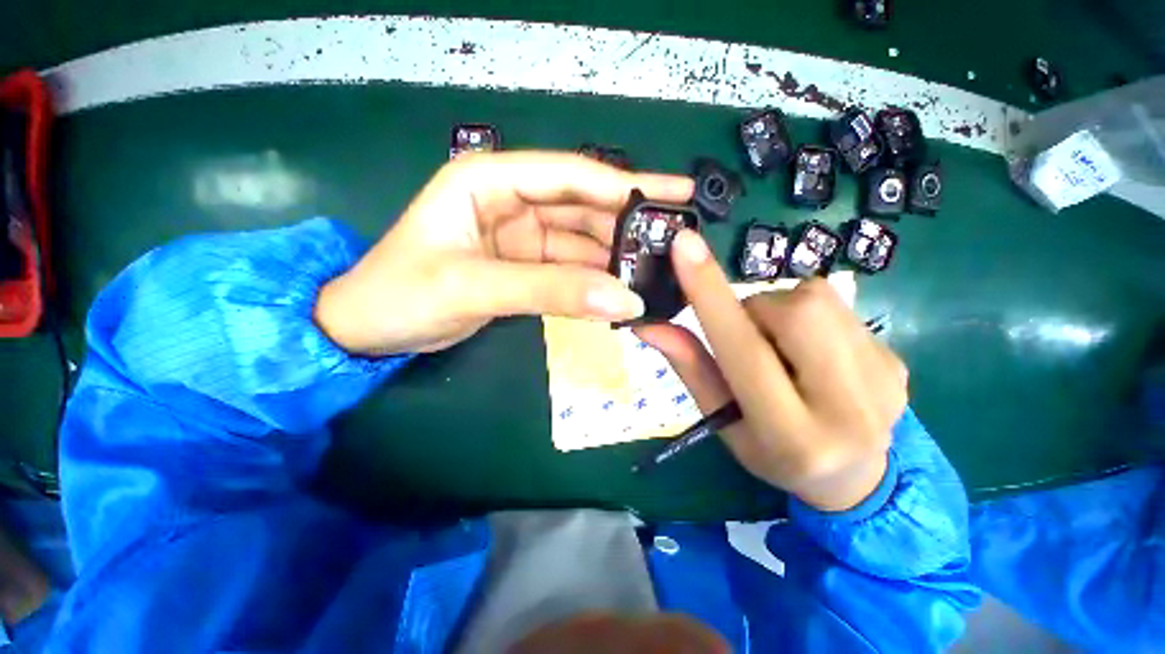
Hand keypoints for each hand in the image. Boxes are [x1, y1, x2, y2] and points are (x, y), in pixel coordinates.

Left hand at [315, 152, 693, 354]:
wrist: (368, 330)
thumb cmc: (401, 294)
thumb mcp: (474, 286)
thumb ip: (551, 290)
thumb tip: (624, 300)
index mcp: (490, 181)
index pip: (571, 176)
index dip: (624, 185)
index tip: (673, 196)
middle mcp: (511, 201)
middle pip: (583, 207)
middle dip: (627, 223)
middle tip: (673, 241)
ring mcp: (520, 237)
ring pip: (580, 242)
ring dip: (614, 257)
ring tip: (654, 272)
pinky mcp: (523, 267)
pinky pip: (568, 269)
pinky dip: (593, 281)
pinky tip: (618, 291)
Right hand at [636, 231, 907, 511]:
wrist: (855, 478)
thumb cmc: (771, 453)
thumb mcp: (721, 419)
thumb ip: (689, 367)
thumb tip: (650, 325)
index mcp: (791, 435)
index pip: (744, 351)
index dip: (710, 295)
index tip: (684, 244)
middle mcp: (849, 408)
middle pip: (793, 311)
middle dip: (756, 310)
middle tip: (749, 337)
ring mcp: (885, 380)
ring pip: (815, 299)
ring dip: (780, 311)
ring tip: (782, 347)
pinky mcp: (898, 360)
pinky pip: (838, 307)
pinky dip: (808, 318)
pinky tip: (812, 352)